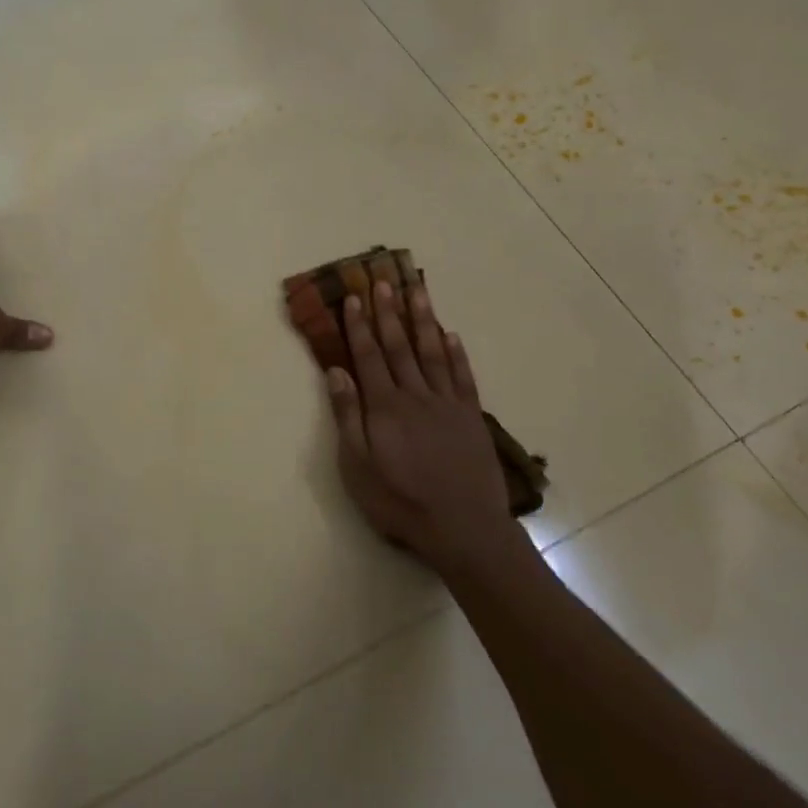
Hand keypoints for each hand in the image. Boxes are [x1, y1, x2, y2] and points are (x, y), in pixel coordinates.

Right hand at [325, 280, 521, 569]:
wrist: (463, 527)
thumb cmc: (400, 500)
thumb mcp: (358, 466)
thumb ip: (348, 417)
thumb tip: (336, 372)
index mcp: (384, 406)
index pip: (368, 356)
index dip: (359, 325)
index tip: (353, 297)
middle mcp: (416, 395)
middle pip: (399, 346)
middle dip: (388, 311)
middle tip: (383, 280)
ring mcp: (447, 403)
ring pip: (432, 351)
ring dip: (423, 319)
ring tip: (417, 290)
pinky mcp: (470, 416)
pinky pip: (462, 376)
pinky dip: (456, 353)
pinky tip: (450, 334)